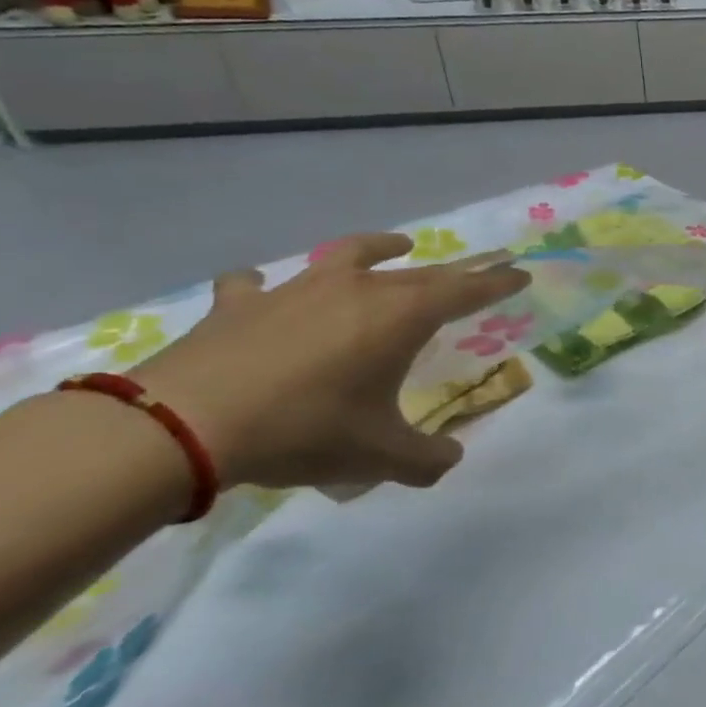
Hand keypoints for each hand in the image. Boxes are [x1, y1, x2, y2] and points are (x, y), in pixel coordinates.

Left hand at [129, 235, 528, 492]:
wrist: (184, 426)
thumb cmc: (304, 430)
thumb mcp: (378, 456)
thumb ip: (426, 460)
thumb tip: (450, 460)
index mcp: (401, 316)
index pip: (466, 290)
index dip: (497, 282)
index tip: (521, 273)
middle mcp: (358, 289)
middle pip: (419, 272)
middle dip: (452, 273)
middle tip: (471, 274)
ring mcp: (297, 290)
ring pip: (349, 256)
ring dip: (378, 248)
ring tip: (396, 246)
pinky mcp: (241, 303)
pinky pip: (257, 285)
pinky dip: (266, 287)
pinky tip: (262, 291)